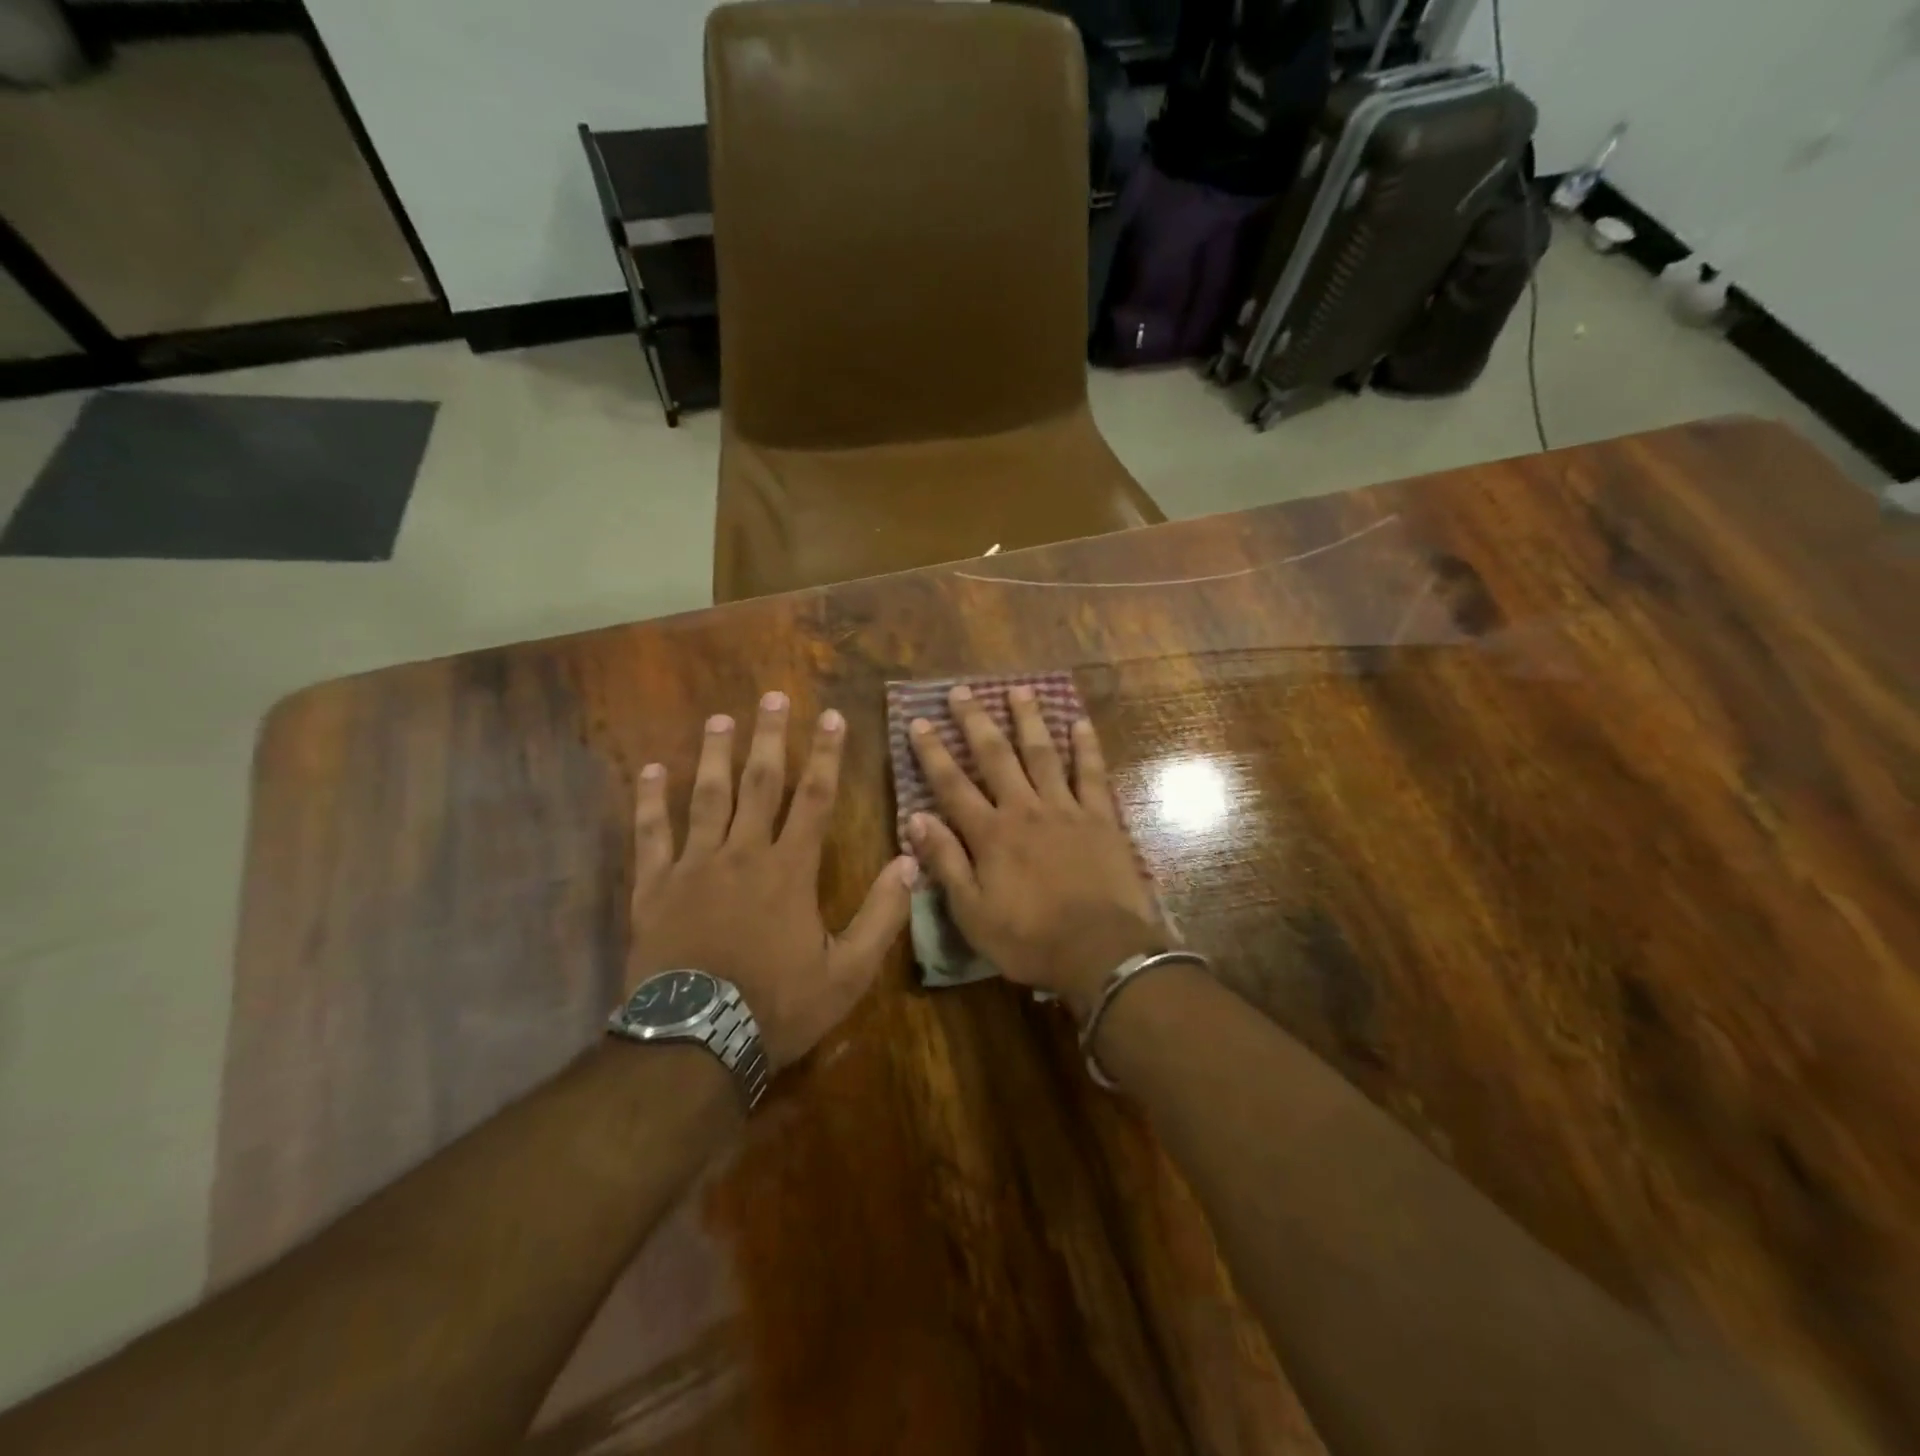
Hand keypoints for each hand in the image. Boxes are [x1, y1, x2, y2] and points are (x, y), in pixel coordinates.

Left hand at [628, 692, 915, 1069]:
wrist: (696, 1042)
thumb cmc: (778, 1005)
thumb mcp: (848, 972)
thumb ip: (882, 915)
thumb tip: (910, 862)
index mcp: (790, 870)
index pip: (816, 798)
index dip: (827, 755)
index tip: (831, 716)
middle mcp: (743, 853)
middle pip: (760, 784)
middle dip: (770, 738)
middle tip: (772, 697)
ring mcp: (694, 866)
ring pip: (706, 797)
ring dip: (715, 755)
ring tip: (720, 719)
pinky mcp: (655, 887)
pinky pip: (651, 834)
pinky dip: (650, 801)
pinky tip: (651, 770)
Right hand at [907, 685, 1165, 1017]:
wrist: (1101, 952)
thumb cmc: (1030, 939)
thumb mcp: (972, 913)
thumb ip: (946, 863)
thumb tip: (916, 818)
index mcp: (991, 834)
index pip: (952, 785)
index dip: (933, 752)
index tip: (919, 721)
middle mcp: (1024, 809)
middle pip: (996, 756)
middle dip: (975, 722)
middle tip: (961, 691)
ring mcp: (1066, 809)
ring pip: (1043, 754)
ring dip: (1028, 720)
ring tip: (1018, 689)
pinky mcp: (1101, 818)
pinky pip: (1092, 774)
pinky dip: (1086, 747)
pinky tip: (1080, 722)